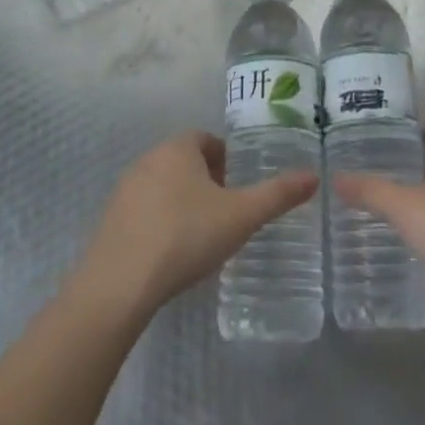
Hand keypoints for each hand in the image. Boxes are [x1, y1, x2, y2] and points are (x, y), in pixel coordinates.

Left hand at [74, 132, 318, 322]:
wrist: (119, 284)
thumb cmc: (185, 237)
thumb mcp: (241, 216)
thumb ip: (277, 195)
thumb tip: (314, 175)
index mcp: (178, 149)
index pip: (206, 140)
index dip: (226, 160)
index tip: (239, 187)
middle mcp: (148, 160)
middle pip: (184, 161)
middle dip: (207, 181)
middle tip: (228, 212)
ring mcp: (124, 189)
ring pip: (163, 186)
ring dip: (183, 201)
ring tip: (203, 234)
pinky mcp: (110, 219)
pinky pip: (144, 210)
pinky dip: (161, 221)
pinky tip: (172, 252)